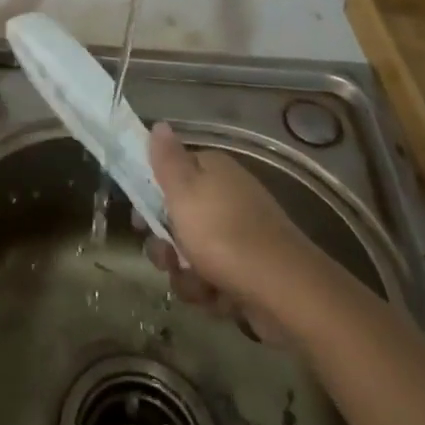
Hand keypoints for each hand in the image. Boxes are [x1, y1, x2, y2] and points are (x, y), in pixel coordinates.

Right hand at [144, 122, 314, 340]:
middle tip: (168, 259)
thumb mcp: (183, 191)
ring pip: (193, 254)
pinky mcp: (251, 270)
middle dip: (168, 247)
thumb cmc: (223, 235)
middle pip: (179, 219)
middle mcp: (228, 196)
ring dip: (188, 276)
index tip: (140, 221)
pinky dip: (213, 292)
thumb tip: (159, 123)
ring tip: (200, 286)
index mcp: (213, 170)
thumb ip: (166, 159)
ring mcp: (242, 234)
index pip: (172, 174)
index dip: (150, 197)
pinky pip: (216, 279)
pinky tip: (220, 300)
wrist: (284, 290)